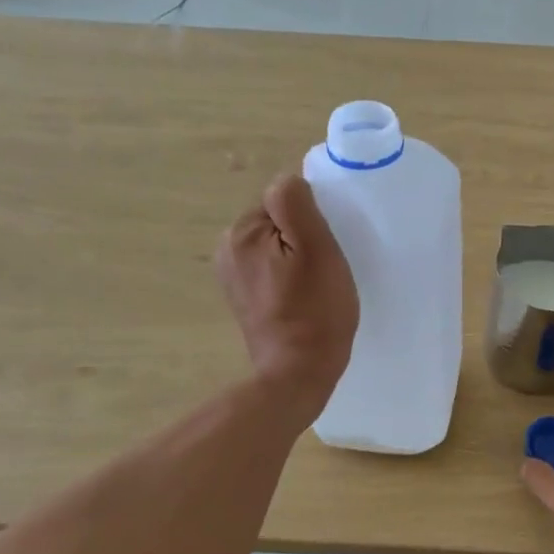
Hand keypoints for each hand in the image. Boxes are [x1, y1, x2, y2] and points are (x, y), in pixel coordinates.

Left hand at [215, 173, 357, 417]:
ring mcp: (233, 276)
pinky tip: (303, 299)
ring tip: (317, 287)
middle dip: (303, 238)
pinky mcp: (244, 298)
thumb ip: (296, 204)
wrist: (298, 373)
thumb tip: (289, 180)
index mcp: (242, 232)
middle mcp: (228, 248)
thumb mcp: (315, 248)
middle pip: (279, 222)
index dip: (312, 221)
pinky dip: (290, 278)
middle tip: (325, 270)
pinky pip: (273, 270)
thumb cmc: (315, 310)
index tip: (326, 250)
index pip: (285, 200)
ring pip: (278, 246)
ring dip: (299, 258)